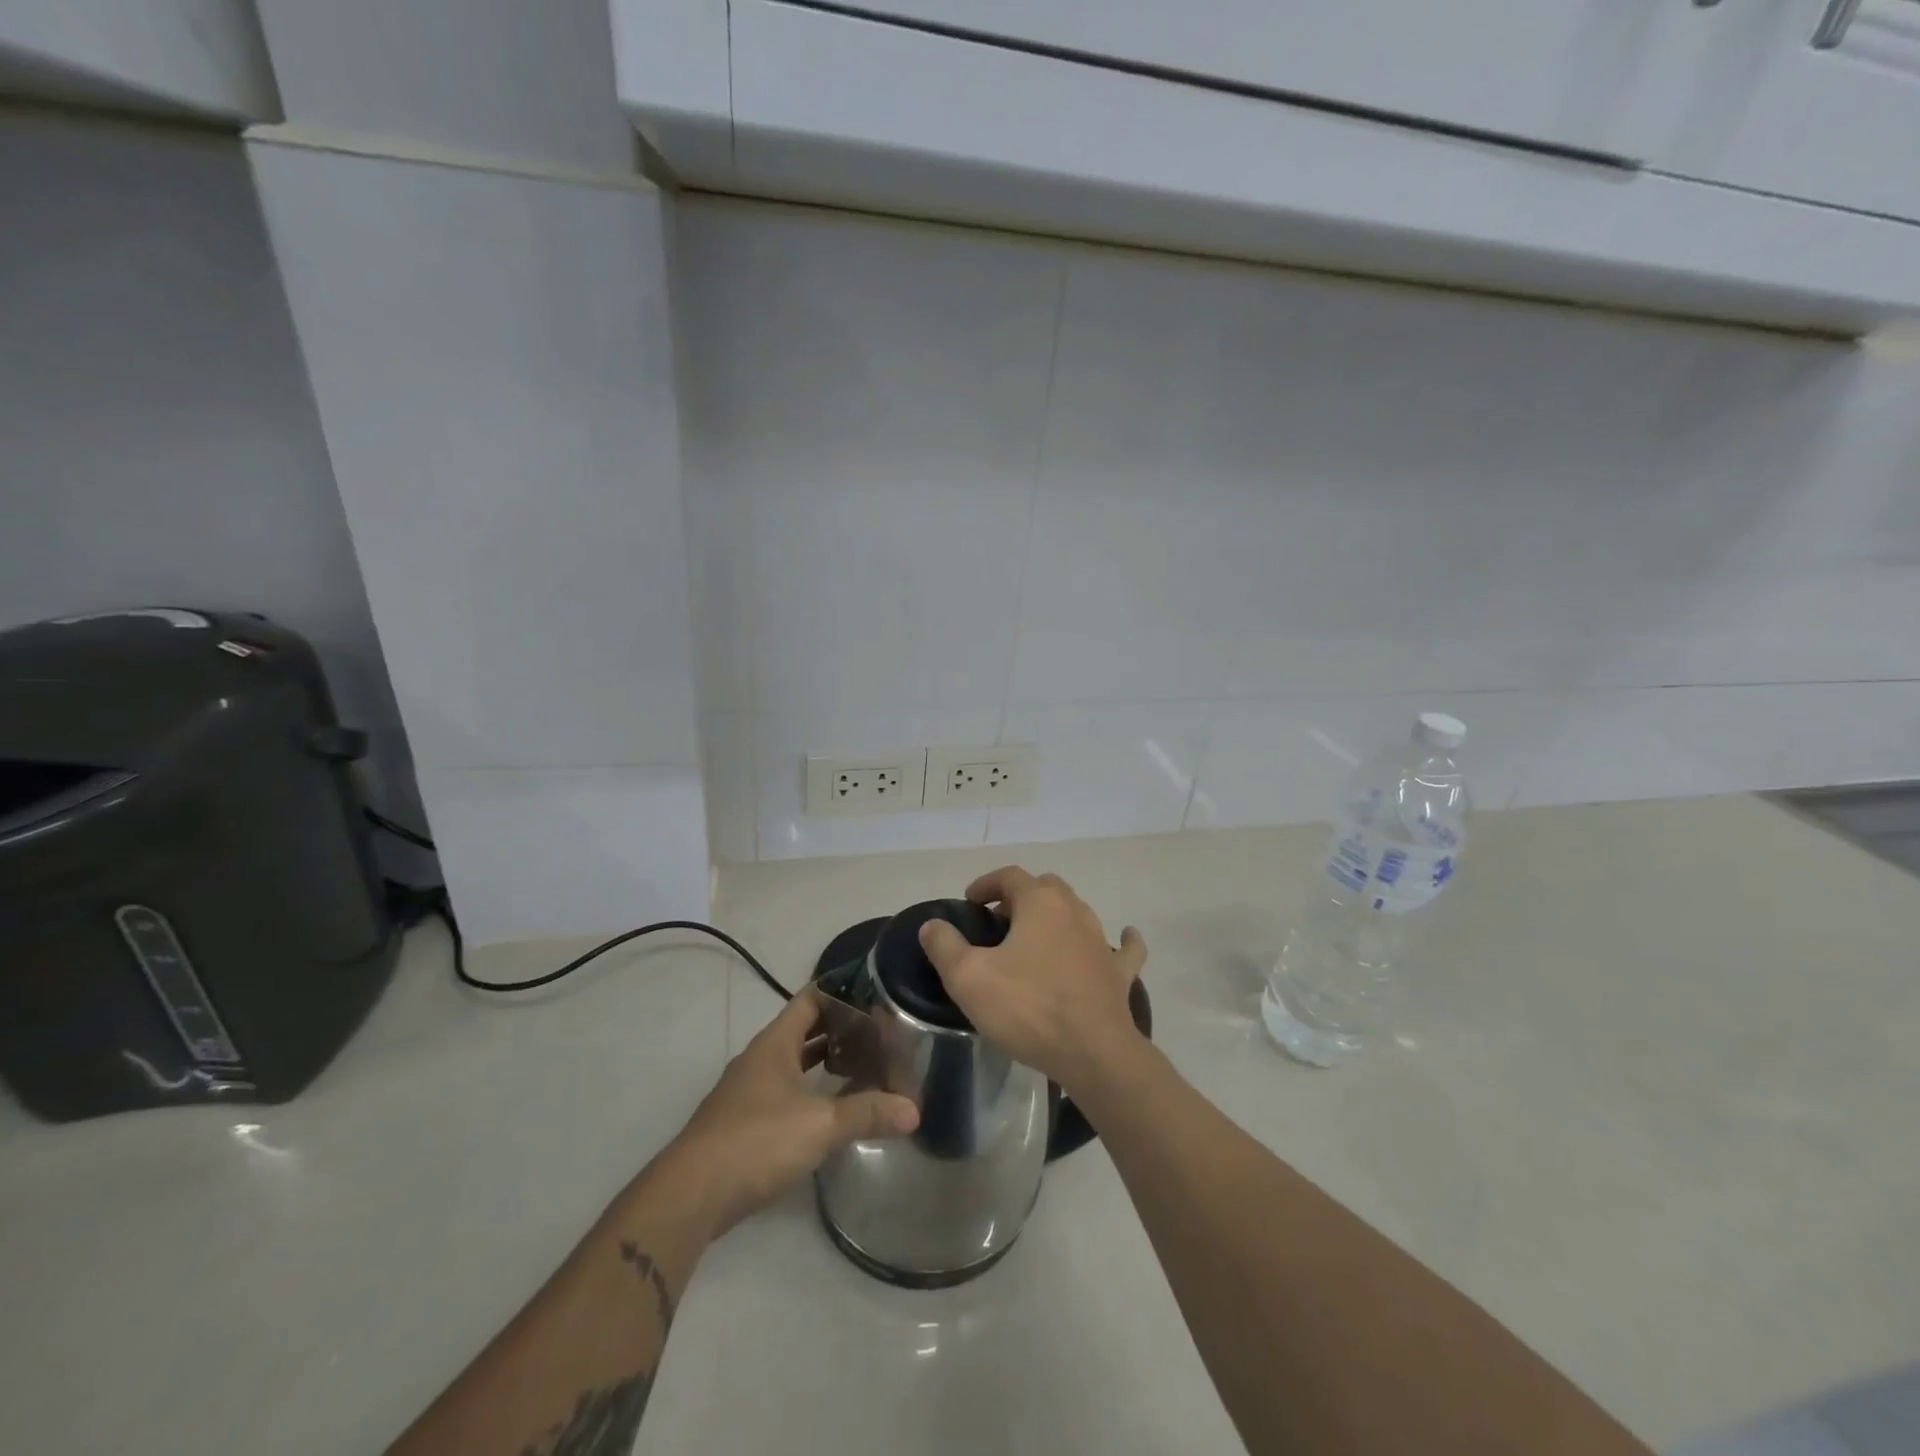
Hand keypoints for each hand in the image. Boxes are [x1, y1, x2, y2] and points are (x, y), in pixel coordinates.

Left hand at [667, 988, 919, 1235]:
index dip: (840, 991)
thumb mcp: (820, 1124)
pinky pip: (783, 1092)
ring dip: (822, 1062)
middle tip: (877, 1031)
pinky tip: (828, 1110)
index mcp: (775, 1043)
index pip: (810, 999)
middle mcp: (759, 1060)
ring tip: (861, 1065)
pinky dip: (808, 1091)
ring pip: (791, 1063)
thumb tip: (915, 1110)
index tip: (873, 992)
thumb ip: (867, 1113)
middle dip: (838, 1029)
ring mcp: (746, 1092)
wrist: (691, 1195)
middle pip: (802, 1030)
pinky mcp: (742, 1124)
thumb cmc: (757, 1140)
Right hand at [918, 867, 1146, 1093]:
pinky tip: (1123, 937)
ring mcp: (1102, 941)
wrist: (1093, 1053)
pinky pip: (1123, 948)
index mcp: (1039, 903)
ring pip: (1078, 912)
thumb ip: (945, 946)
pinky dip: (1120, 940)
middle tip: (998, 923)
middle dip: (1019, 897)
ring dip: (1055, 916)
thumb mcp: (968, 978)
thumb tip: (933, 925)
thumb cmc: (1027, 1008)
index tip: (969, 902)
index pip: (1010, 876)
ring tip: (1035, 938)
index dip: (986, 884)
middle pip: (1045, 887)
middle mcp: (1074, 910)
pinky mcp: (1118, 972)